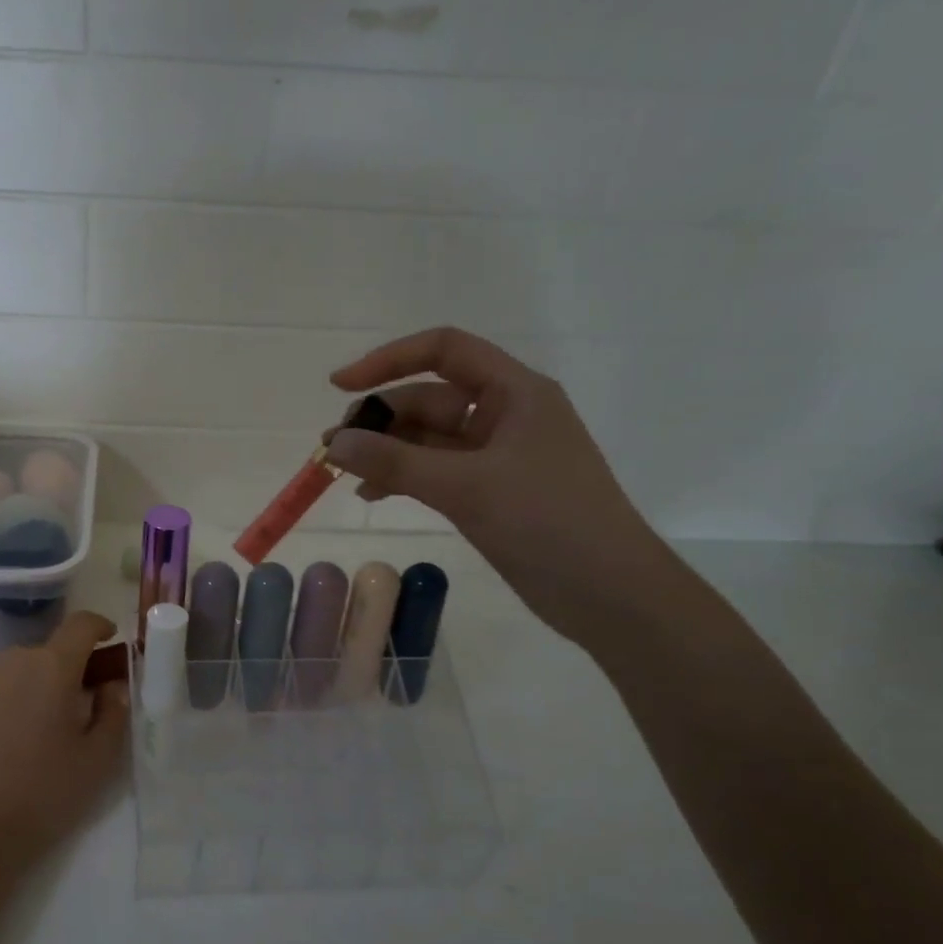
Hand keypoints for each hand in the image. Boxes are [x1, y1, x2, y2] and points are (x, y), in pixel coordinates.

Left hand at [0, 610, 129, 893]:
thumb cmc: (40, 795)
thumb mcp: (97, 762)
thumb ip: (114, 713)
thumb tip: (111, 686)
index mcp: (52, 668)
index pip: (81, 624)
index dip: (98, 627)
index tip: (107, 640)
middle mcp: (8, 660)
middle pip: (44, 654)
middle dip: (60, 674)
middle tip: (66, 715)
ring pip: (9, 672)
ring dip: (23, 689)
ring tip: (22, 736)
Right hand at [325, 327, 682, 646]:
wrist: (609, 593)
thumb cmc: (547, 522)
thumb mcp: (466, 486)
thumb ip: (396, 462)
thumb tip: (335, 443)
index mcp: (514, 392)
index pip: (444, 350)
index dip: (389, 360)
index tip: (341, 386)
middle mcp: (505, 415)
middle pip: (429, 399)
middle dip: (380, 419)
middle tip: (333, 449)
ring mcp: (497, 457)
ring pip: (428, 439)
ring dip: (386, 451)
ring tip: (342, 474)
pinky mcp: (490, 492)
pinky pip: (435, 472)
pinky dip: (403, 478)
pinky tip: (372, 494)